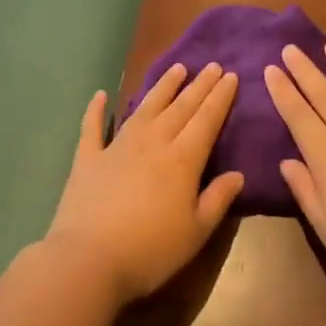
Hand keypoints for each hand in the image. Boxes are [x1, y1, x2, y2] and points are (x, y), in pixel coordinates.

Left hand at [45, 62, 243, 306]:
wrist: (88, 260)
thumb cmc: (150, 251)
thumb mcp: (195, 232)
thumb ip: (217, 199)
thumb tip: (237, 174)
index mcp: (182, 160)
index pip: (206, 120)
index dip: (220, 98)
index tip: (231, 76)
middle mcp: (152, 143)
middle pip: (180, 107)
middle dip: (199, 85)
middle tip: (213, 65)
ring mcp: (117, 146)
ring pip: (145, 108)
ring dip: (162, 87)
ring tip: (177, 68)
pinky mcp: (88, 158)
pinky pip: (93, 127)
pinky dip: (96, 109)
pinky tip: (101, 94)